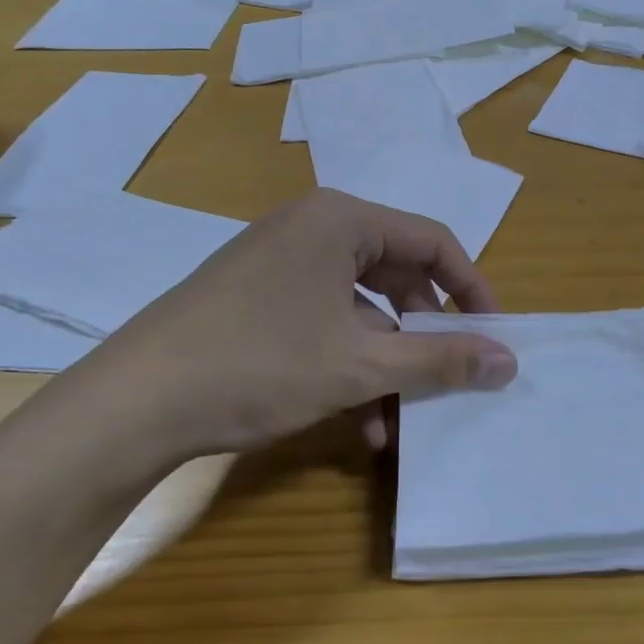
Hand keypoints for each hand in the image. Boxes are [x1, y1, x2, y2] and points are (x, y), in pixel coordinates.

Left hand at [24, 189, 517, 466]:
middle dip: (425, 335)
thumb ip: (441, 359)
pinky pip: (324, 323)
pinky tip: (359, 423)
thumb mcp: (361, 366)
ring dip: (388, 364)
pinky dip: (349, 365)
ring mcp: (279, 263)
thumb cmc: (259, 364)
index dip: (472, 289)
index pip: (432, 242)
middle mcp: (312, 229)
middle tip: (451, 377)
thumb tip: (510, 360)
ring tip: (402, 419)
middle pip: (397, 275)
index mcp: (341, 220)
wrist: (133, 404)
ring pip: (361, 309)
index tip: (494, 336)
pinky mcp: (256, 298)